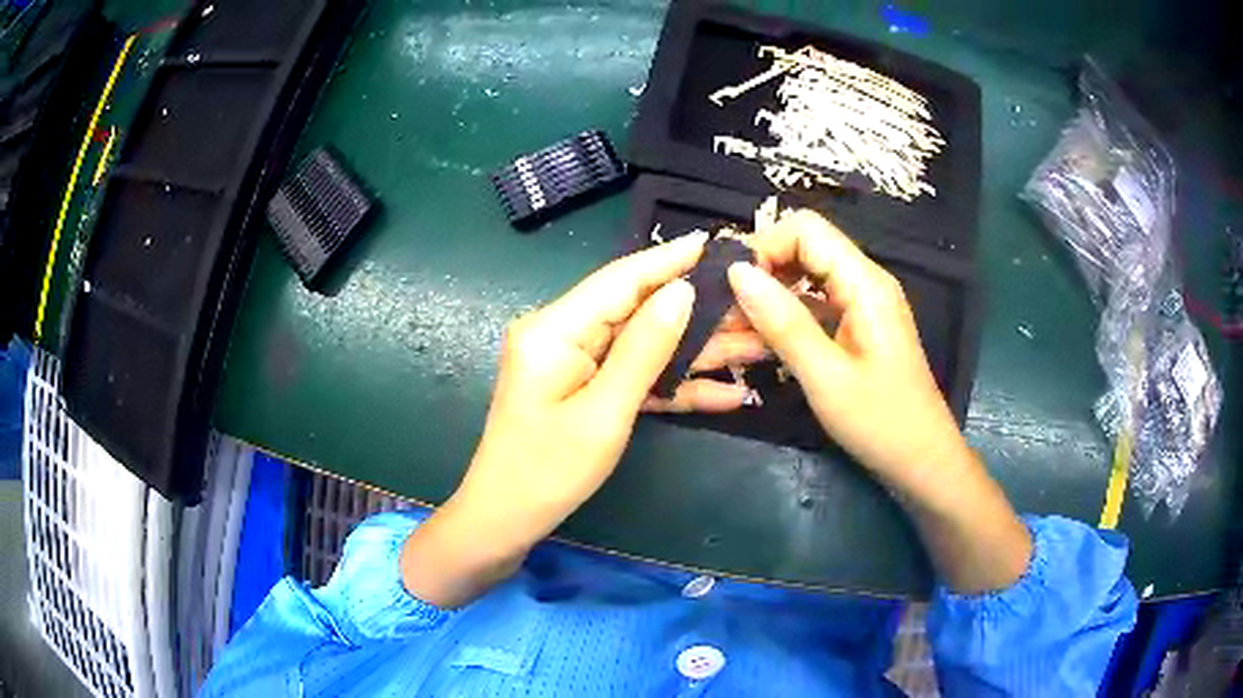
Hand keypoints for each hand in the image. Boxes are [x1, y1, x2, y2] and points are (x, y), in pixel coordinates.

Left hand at [403, 232, 750, 605]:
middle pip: (639, 311)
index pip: (621, 281)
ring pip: (646, 344)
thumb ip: (644, 350)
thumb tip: (681, 292)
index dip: (669, 260)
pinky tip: (728, 393)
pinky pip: (637, 376)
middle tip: (753, 303)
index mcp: (555, 329)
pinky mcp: (587, 388)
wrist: (507, 521)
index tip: (716, 243)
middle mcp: (563, 334)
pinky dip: (676, 385)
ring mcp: (576, 362)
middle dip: (698, 311)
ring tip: (757, 344)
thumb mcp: (603, 414)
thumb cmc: (547, 472)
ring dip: (698, 351)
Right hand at [725, 210, 967, 479]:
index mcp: (864, 283)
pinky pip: (814, 304)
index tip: (730, 287)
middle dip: (761, 272)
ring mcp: (861, 303)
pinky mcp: (856, 325)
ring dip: (769, 296)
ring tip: (733, 330)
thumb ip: (783, 322)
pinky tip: (759, 343)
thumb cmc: (880, 423)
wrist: (921, 460)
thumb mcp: (826, 377)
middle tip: (725, 311)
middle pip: (804, 248)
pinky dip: (785, 317)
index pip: (806, 230)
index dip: (764, 247)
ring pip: (805, 276)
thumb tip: (736, 271)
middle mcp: (864, 281)